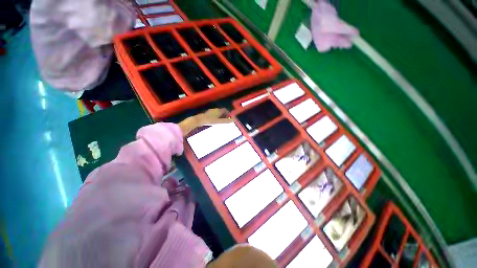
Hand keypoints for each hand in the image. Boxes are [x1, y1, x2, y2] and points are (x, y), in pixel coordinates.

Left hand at [178, 108, 232, 135]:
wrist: (199, 120)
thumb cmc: (209, 120)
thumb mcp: (219, 121)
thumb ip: (226, 121)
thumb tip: (234, 119)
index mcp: (218, 111)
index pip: (225, 110)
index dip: (228, 113)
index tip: (230, 117)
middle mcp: (214, 110)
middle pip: (221, 111)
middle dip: (224, 115)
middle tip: (226, 120)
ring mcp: (210, 112)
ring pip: (217, 113)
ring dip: (220, 116)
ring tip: (221, 121)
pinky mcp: (206, 114)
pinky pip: (213, 115)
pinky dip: (216, 117)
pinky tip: (214, 122)